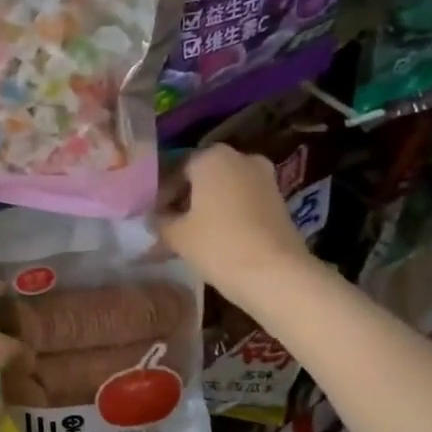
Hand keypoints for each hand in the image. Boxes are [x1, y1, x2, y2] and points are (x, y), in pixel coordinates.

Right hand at [156, 144, 312, 293]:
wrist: (276, 274)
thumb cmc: (218, 244)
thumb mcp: (176, 235)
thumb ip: (159, 222)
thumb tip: (152, 218)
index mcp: (212, 157)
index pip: (176, 168)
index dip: (160, 192)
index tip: (152, 215)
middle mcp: (241, 158)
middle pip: (203, 176)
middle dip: (184, 199)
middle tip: (168, 224)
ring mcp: (265, 179)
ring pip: (224, 189)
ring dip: (206, 207)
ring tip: (189, 235)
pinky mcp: (279, 201)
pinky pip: (243, 202)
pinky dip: (227, 215)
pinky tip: (215, 238)